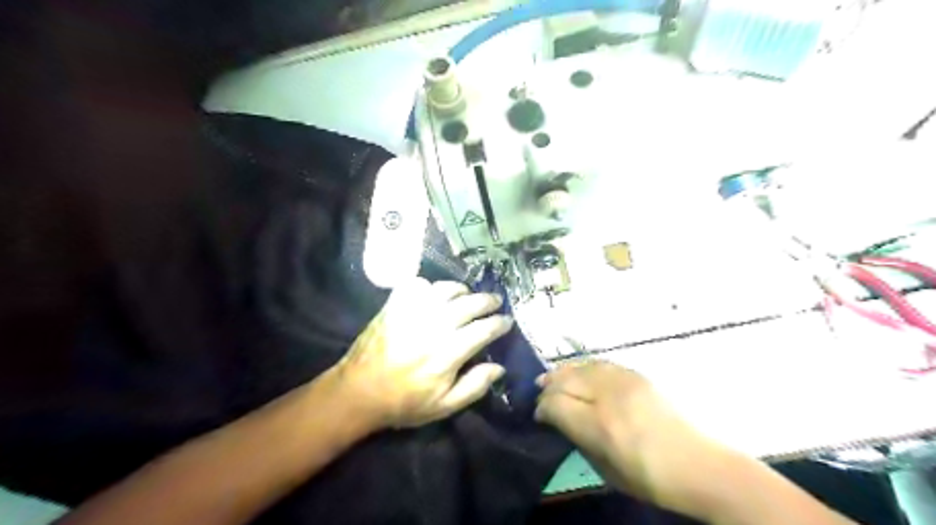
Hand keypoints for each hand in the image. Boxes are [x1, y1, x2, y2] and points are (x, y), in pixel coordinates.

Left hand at [335, 277, 509, 429]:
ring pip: (446, 289)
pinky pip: (416, 284)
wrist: (359, 392)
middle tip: (495, 302)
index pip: (483, 330)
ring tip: (467, 295)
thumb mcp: (444, 406)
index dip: (499, 324)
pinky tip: (432, 294)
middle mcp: (434, 326)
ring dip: (462, 290)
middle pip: (469, 304)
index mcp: (448, 353)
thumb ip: (474, 386)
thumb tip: (499, 368)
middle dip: (487, 301)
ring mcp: (412, 312)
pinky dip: (428, 285)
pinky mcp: (394, 306)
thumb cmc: (405, 402)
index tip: (507, 322)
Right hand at [534, 362, 730, 515]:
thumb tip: (557, 419)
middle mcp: (609, 397)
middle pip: (565, 380)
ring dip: (563, 372)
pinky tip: (579, 372)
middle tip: (540, 392)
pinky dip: (583, 367)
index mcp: (600, 426)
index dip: (542, 407)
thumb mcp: (605, 470)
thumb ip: (577, 438)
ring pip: (581, 366)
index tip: (539, 414)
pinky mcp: (637, 375)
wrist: (699, 465)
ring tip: (551, 377)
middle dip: (548, 386)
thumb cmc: (649, 478)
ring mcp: (625, 381)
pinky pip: (600, 363)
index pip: (556, 404)